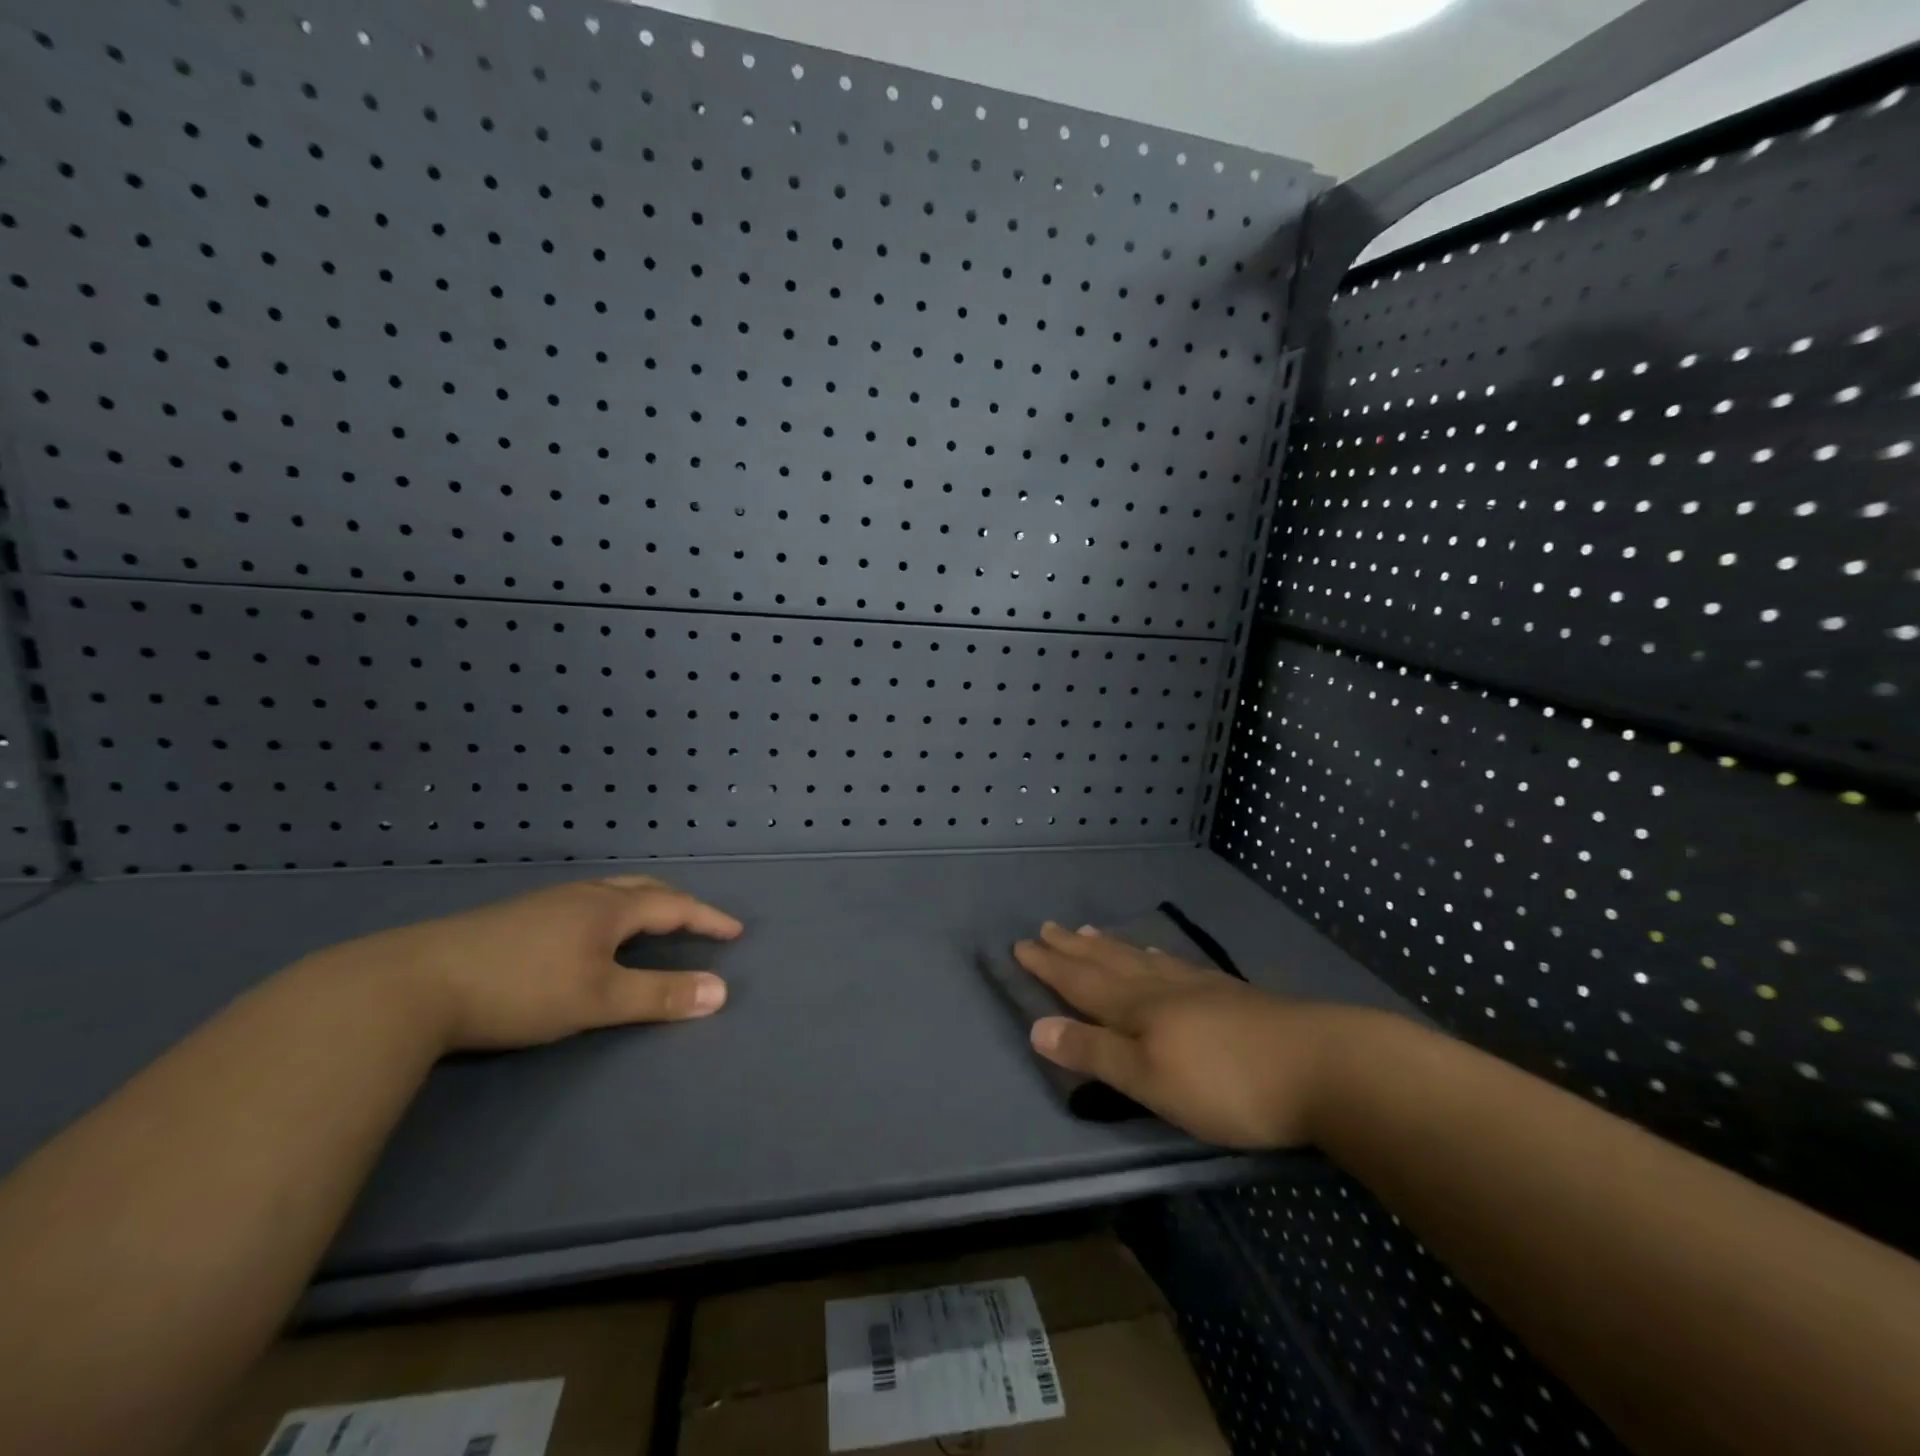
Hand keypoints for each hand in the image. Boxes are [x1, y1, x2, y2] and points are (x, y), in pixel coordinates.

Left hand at [303, 875, 743, 1052]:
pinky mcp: (512, 920)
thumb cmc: (521, 988)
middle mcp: (580, 895)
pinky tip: (586, 938)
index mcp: (608, 908)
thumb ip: (661, 995)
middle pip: (641, 889)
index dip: (706, 918)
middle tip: (696, 920)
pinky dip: (607, 914)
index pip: (673, 905)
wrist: (412, 985)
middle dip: (675, 903)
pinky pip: (580, 905)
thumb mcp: (599, 998)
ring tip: (649, 926)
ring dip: (640, 905)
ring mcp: (543, 904)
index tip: (734, 932)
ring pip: (607, 894)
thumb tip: (722, 991)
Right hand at [1014, 921, 1372, 1148]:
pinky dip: (1155, 957)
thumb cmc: (1227, 1084)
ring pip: (1141, 960)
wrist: (1323, 1066)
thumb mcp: (1151, 1080)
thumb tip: (1036, 1027)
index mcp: (1138, 1010)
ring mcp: (1200, 988)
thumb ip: (1095, 1053)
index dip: (1050, 967)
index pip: (1081, 983)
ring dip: (1110, 947)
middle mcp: (1162, 989)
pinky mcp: (1231, 996)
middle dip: (1073, 950)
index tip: (1022, 945)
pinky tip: (1160, 956)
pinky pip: (1176, 966)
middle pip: (1108, 963)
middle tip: (1048, 928)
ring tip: (1089, 932)